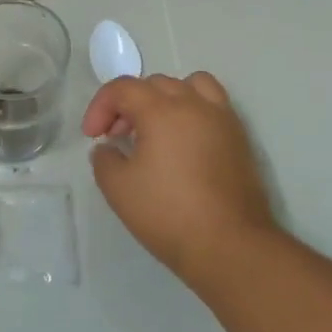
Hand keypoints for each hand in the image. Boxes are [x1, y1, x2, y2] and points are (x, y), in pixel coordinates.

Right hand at [83, 72, 276, 284]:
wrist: (231, 247)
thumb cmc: (169, 214)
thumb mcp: (119, 190)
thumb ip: (104, 160)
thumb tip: (108, 148)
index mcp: (161, 110)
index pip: (122, 88)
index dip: (100, 106)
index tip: (92, 136)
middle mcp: (193, 104)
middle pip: (153, 84)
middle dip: (129, 104)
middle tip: (118, 136)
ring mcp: (221, 118)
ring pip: (188, 86)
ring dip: (165, 99)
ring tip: (156, 128)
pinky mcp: (239, 137)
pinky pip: (212, 104)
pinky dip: (193, 110)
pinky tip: (184, 141)